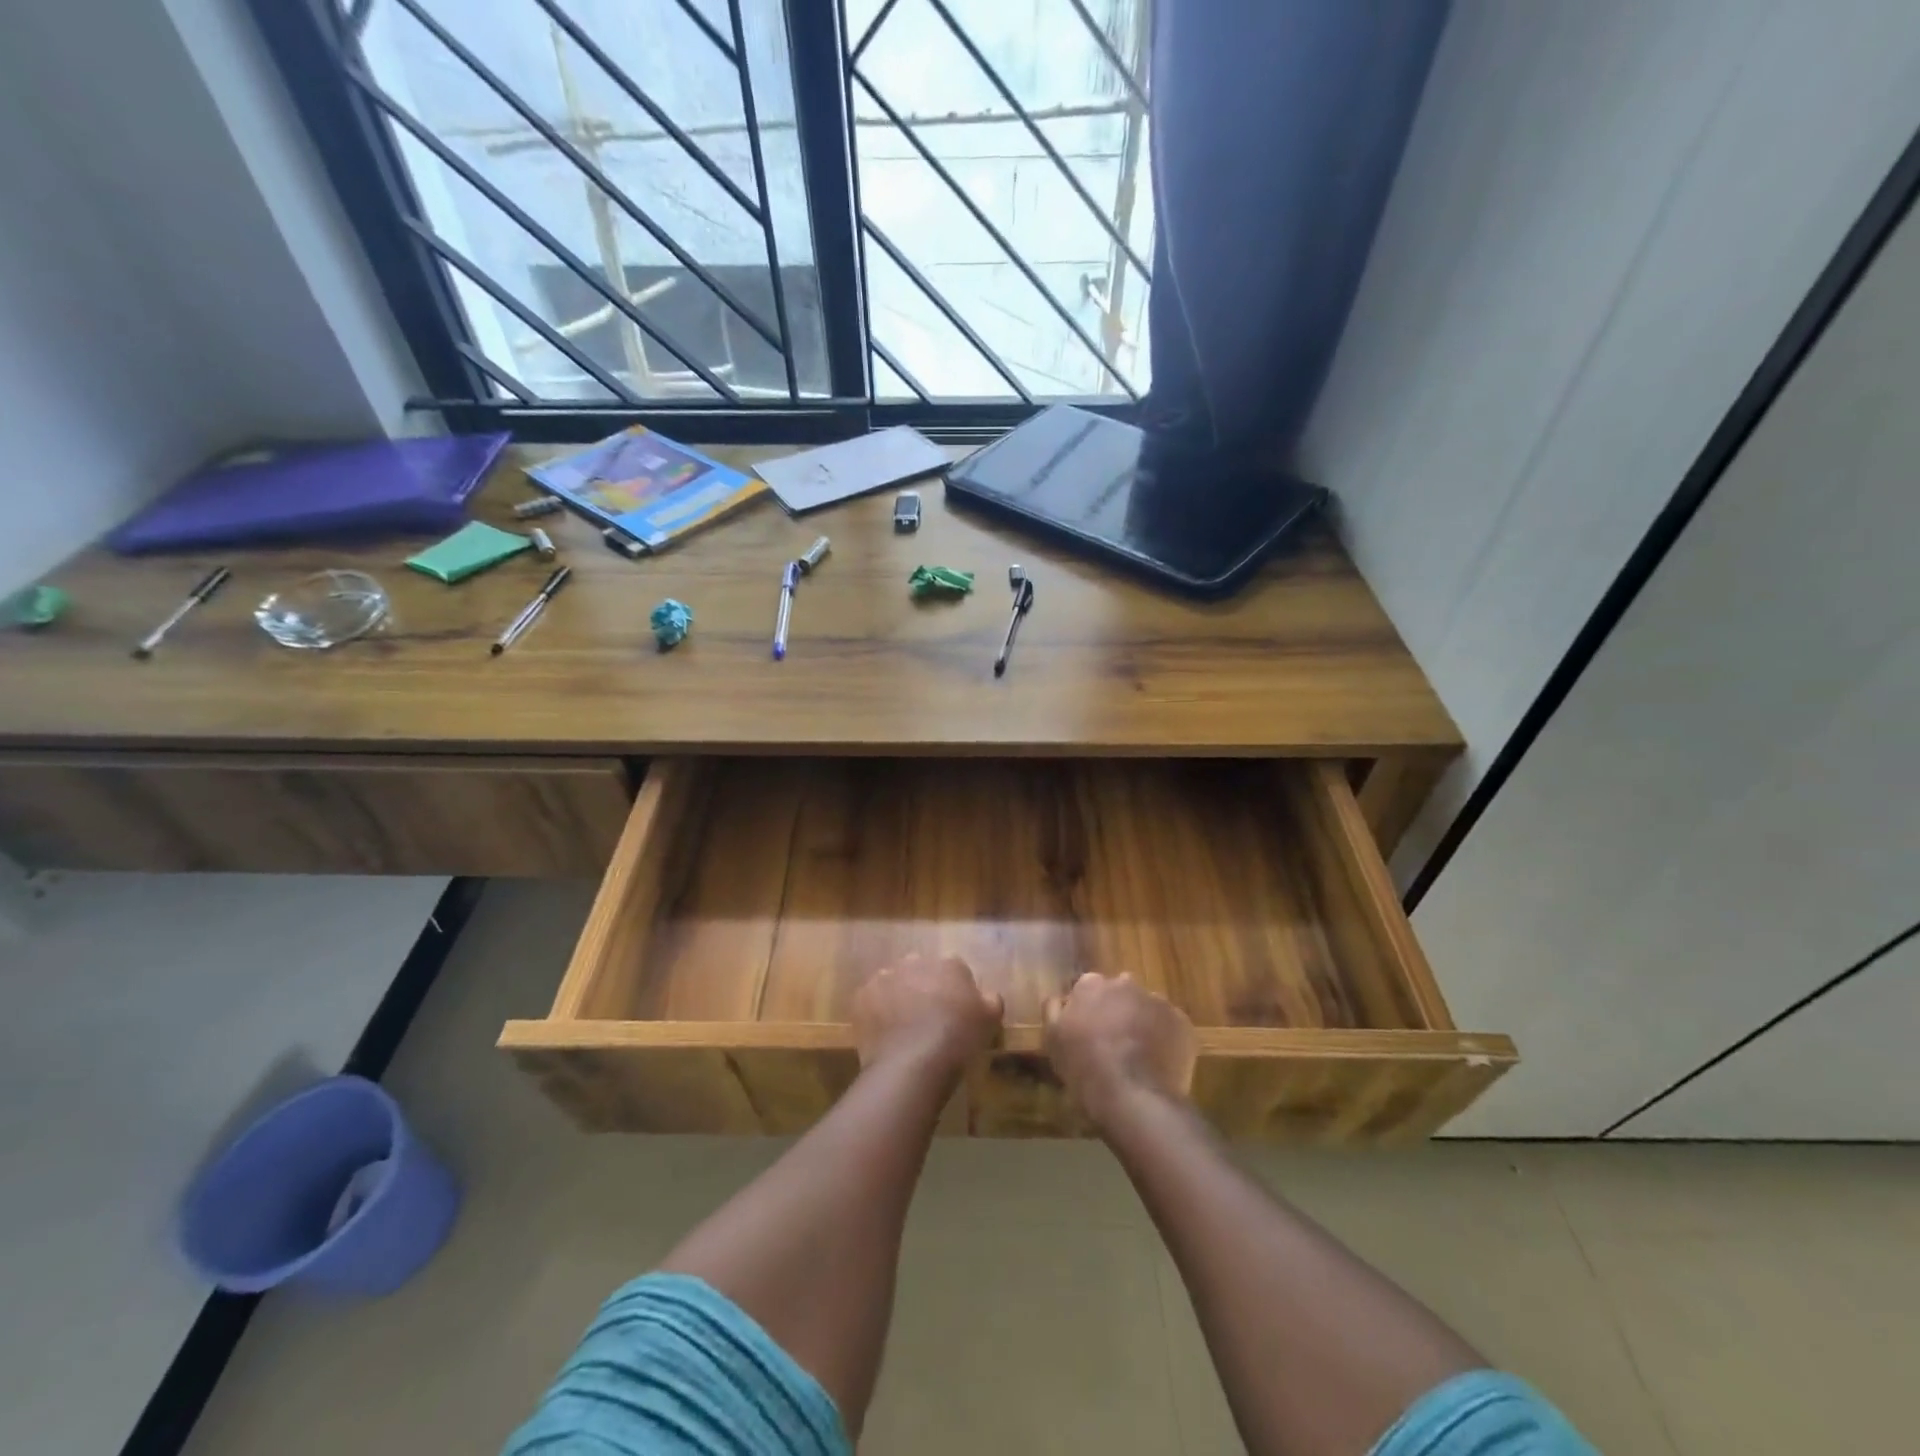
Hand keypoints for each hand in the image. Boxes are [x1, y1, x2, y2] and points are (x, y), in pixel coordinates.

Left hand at [853, 954, 1003, 1080]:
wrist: (912, 1064)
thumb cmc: (957, 1040)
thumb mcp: (990, 1021)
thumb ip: (990, 1000)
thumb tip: (987, 995)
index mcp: (949, 964)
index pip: (954, 970)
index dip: (954, 991)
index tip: (955, 1012)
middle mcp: (915, 962)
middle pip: (921, 971)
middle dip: (923, 988)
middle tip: (927, 1018)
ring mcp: (885, 977)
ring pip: (894, 982)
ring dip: (898, 997)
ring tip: (902, 1029)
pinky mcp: (862, 996)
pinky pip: (871, 1000)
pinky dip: (876, 1012)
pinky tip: (883, 1034)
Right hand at [1044, 972, 1195, 1131]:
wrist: (1134, 1098)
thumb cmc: (1085, 1068)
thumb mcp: (1053, 1040)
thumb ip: (1054, 1011)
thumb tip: (1060, 998)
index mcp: (1091, 985)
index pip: (1088, 988)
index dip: (1088, 1009)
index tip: (1087, 1030)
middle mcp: (1125, 983)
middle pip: (1120, 993)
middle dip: (1117, 1011)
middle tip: (1113, 1042)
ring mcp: (1157, 1001)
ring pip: (1147, 1008)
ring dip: (1142, 1023)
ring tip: (1139, 1056)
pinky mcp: (1182, 1023)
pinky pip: (1170, 1027)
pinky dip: (1165, 1039)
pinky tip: (1158, 1064)